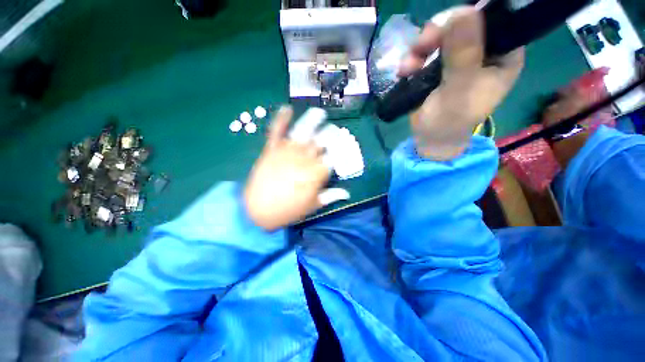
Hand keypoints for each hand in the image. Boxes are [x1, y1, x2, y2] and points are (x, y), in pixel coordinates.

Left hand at [244, 106, 348, 230]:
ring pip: (303, 130)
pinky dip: (280, 119)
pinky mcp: (271, 150)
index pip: (335, 156)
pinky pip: (276, 131)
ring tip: (319, 113)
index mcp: (316, 173)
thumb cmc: (288, 210)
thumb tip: (347, 193)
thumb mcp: (312, 206)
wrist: (257, 211)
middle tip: (335, 132)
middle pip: (322, 139)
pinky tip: (286, 109)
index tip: (346, 146)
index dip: (343, 150)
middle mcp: (304, 158)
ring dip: (312, 120)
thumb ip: (330, 196)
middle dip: (332, 134)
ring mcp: (286, 151)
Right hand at [399, 7, 524, 159]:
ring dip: (420, 47)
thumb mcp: (459, 91)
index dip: (470, 17)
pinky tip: (405, 71)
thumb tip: (464, 12)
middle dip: (438, 32)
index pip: (494, 20)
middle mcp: (485, 50)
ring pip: (442, 32)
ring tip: (408, 67)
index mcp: (503, 56)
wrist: (429, 138)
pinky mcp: (440, 63)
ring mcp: (460, 55)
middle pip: (464, 21)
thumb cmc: (449, 122)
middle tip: (420, 47)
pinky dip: (413, 57)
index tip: (446, 27)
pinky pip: (426, 48)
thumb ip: (463, 55)